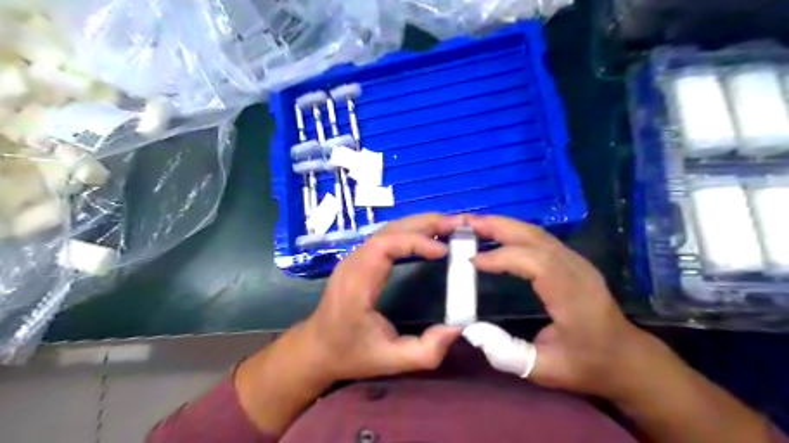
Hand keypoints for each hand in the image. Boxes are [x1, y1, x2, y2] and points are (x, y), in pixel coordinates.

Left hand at [300, 212, 463, 382]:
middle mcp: (354, 262)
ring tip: (450, 227)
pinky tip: (429, 237)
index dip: (416, 242)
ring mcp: (355, 257)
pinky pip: (388, 237)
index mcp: (358, 283)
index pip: (385, 245)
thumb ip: (426, 351)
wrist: (317, 348)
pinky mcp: (360, 258)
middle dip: (425, 224)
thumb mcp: (390, 361)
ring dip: (420, 225)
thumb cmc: (351, 353)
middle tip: (458, 225)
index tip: (444, 252)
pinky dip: (411, 232)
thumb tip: (458, 327)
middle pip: (390, 229)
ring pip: (389, 229)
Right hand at [467, 214, 653, 397]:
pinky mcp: (573, 261)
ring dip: (504, 225)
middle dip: (498, 226)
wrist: (626, 359)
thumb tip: (472, 330)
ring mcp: (577, 262)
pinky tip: (496, 235)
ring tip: (474, 224)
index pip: (536, 263)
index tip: (471, 260)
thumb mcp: (545, 370)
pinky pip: (540, 239)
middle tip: (465, 223)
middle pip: (535, 237)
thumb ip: (506, 353)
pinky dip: (514, 232)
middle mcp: (576, 271)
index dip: (501, 256)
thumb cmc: (586, 365)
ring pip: (537, 233)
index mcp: (572, 296)